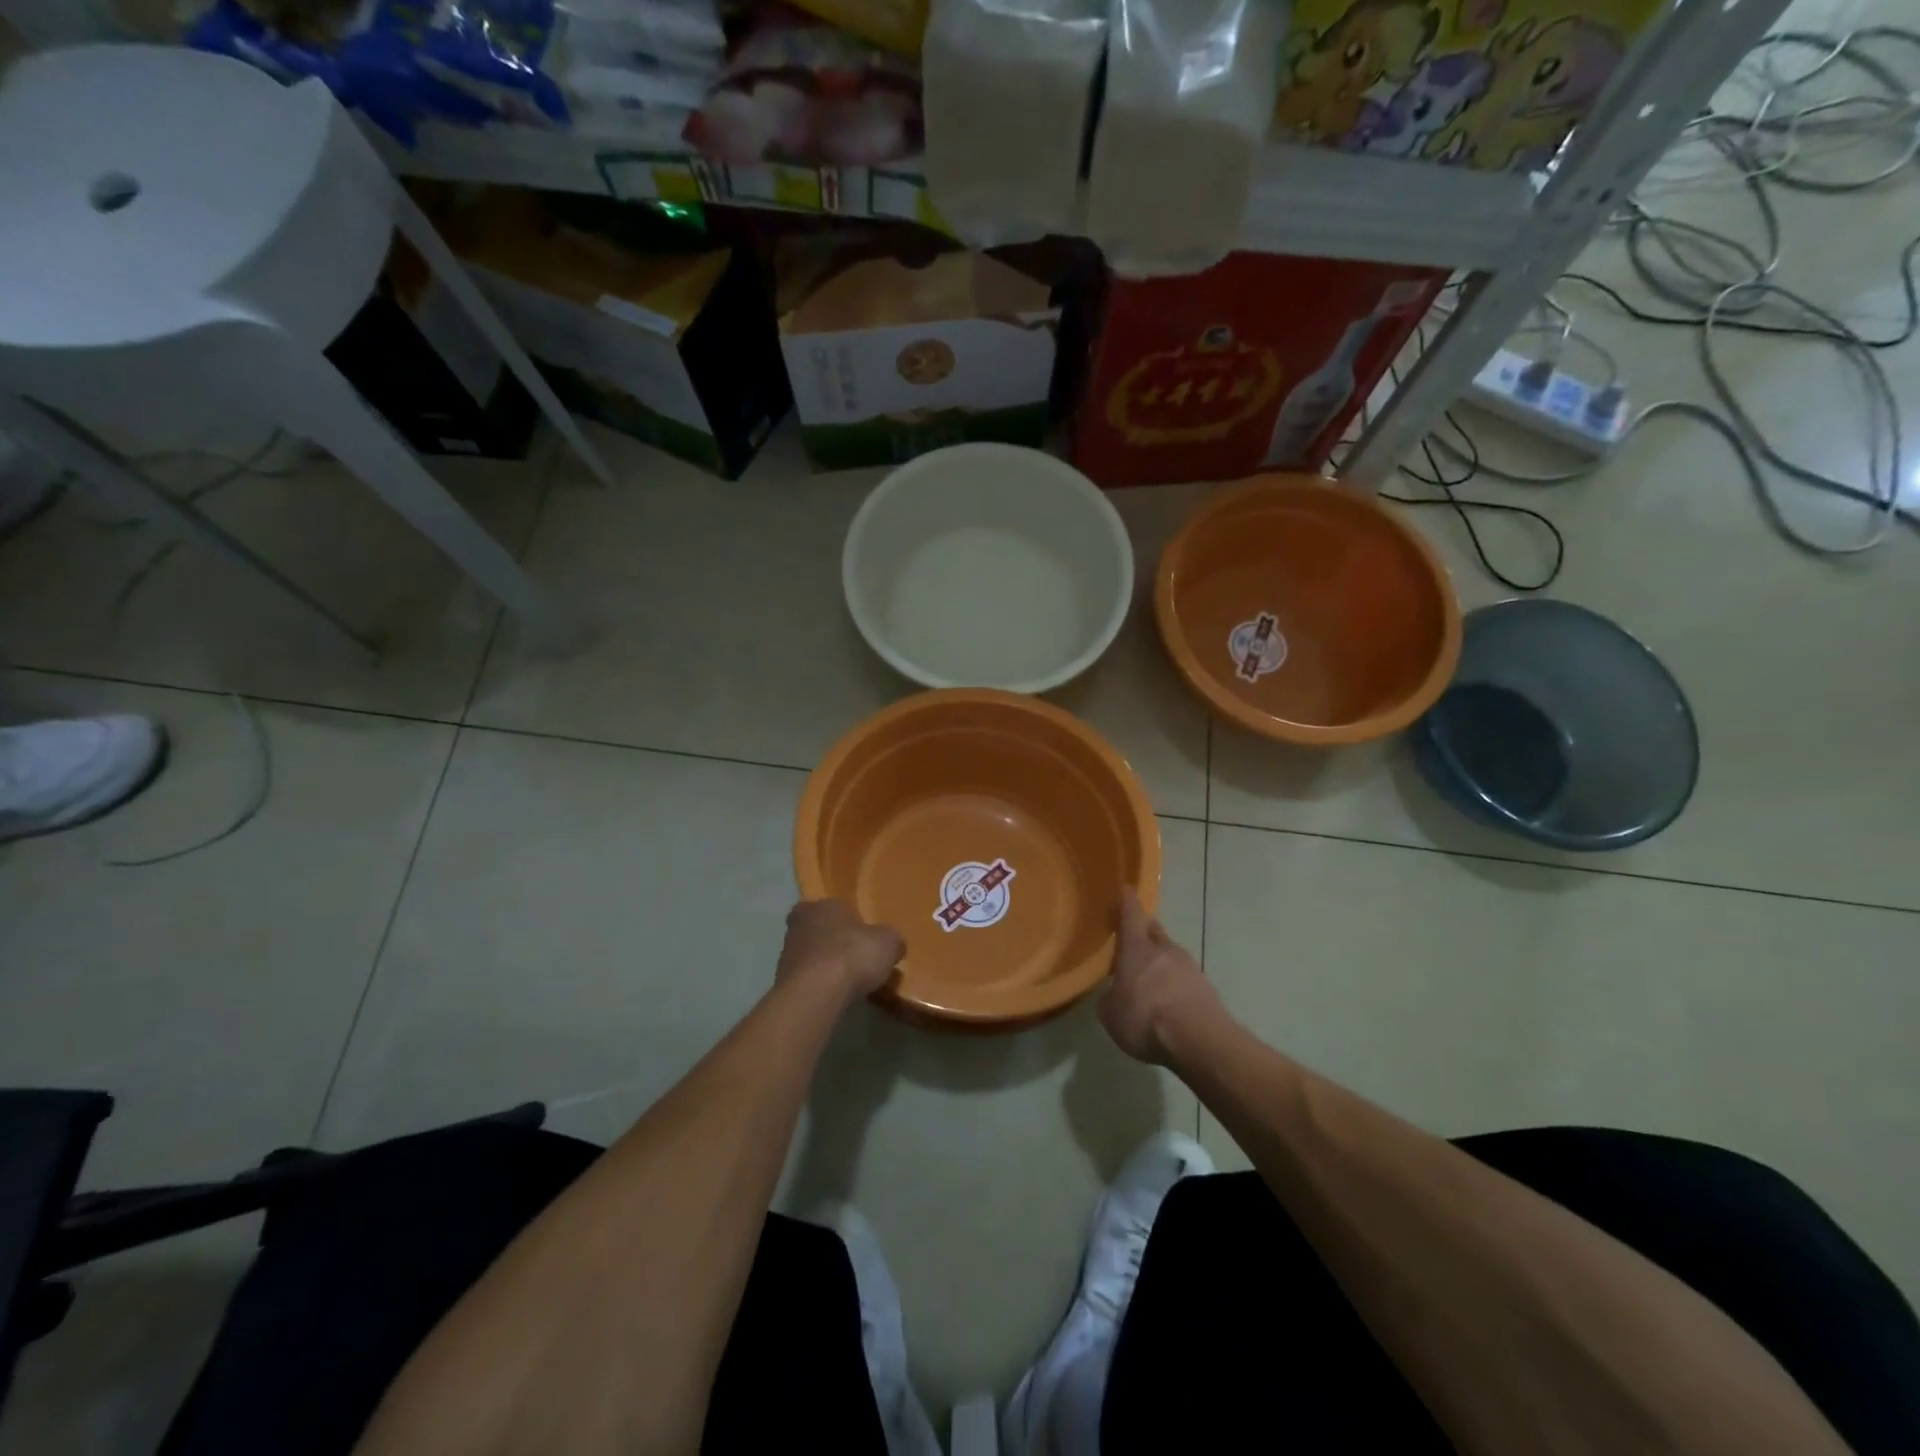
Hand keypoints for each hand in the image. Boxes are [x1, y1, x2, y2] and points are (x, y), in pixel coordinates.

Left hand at [777, 899, 903, 1003]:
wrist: (815, 994)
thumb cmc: (852, 956)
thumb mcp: (888, 943)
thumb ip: (891, 939)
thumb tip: (893, 944)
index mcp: (823, 905)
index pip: (835, 906)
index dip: (849, 920)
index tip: (862, 936)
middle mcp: (800, 923)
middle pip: (817, 928)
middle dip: (831, 940)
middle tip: (851, 956)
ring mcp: (786, 952)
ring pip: (808, 953)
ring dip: (822, 963)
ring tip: (844, 980)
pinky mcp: (782, 980)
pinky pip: (804, 978)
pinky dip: (816, 984)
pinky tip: (831, 995)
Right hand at [1099, 889, 1222, 1065]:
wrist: (1199, 1041)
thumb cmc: (1145, 1018)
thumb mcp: (1111, 1013)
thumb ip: (1109, 998)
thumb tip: (1113, 993)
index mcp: (1137, 947)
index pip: (1131, 911)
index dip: (1126, 900)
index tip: (1124, 889)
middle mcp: (1165, 949)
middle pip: (1153, 931)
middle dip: (1143, 932)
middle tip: (1132, 942)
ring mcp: (1190, 967)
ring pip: (1170, 956)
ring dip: (1160, 963)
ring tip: (1149, 982)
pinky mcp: (1206, 989)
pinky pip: (1184, 979)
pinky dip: (1174, 985)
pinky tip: (1167, 1004)